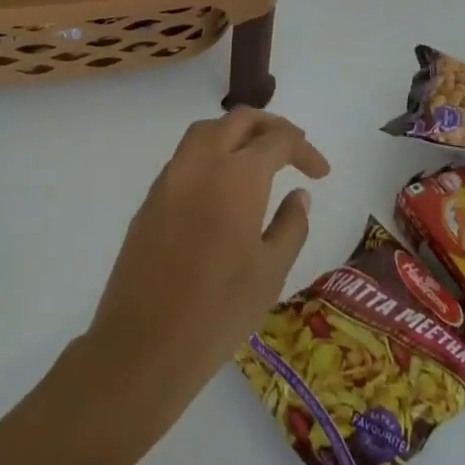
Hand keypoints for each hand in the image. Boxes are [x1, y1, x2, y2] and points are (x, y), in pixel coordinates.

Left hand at [85, 109, 330, 419]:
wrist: (143, 344)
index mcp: (238, 175)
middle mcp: (202, 162)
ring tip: (257, 157)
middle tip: (294, 149)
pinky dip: (210, 153)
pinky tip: (222, 185)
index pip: (278, 140)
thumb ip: (290, 225)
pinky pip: (185, 157)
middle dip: (271, 127)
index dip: (304, 150)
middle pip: (239, 120)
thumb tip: (298, 195)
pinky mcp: (151, 198)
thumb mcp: (270, 272)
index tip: (321, 174)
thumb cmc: (218, 311)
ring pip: (206, 131)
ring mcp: (171, 177)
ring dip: (236, 132)